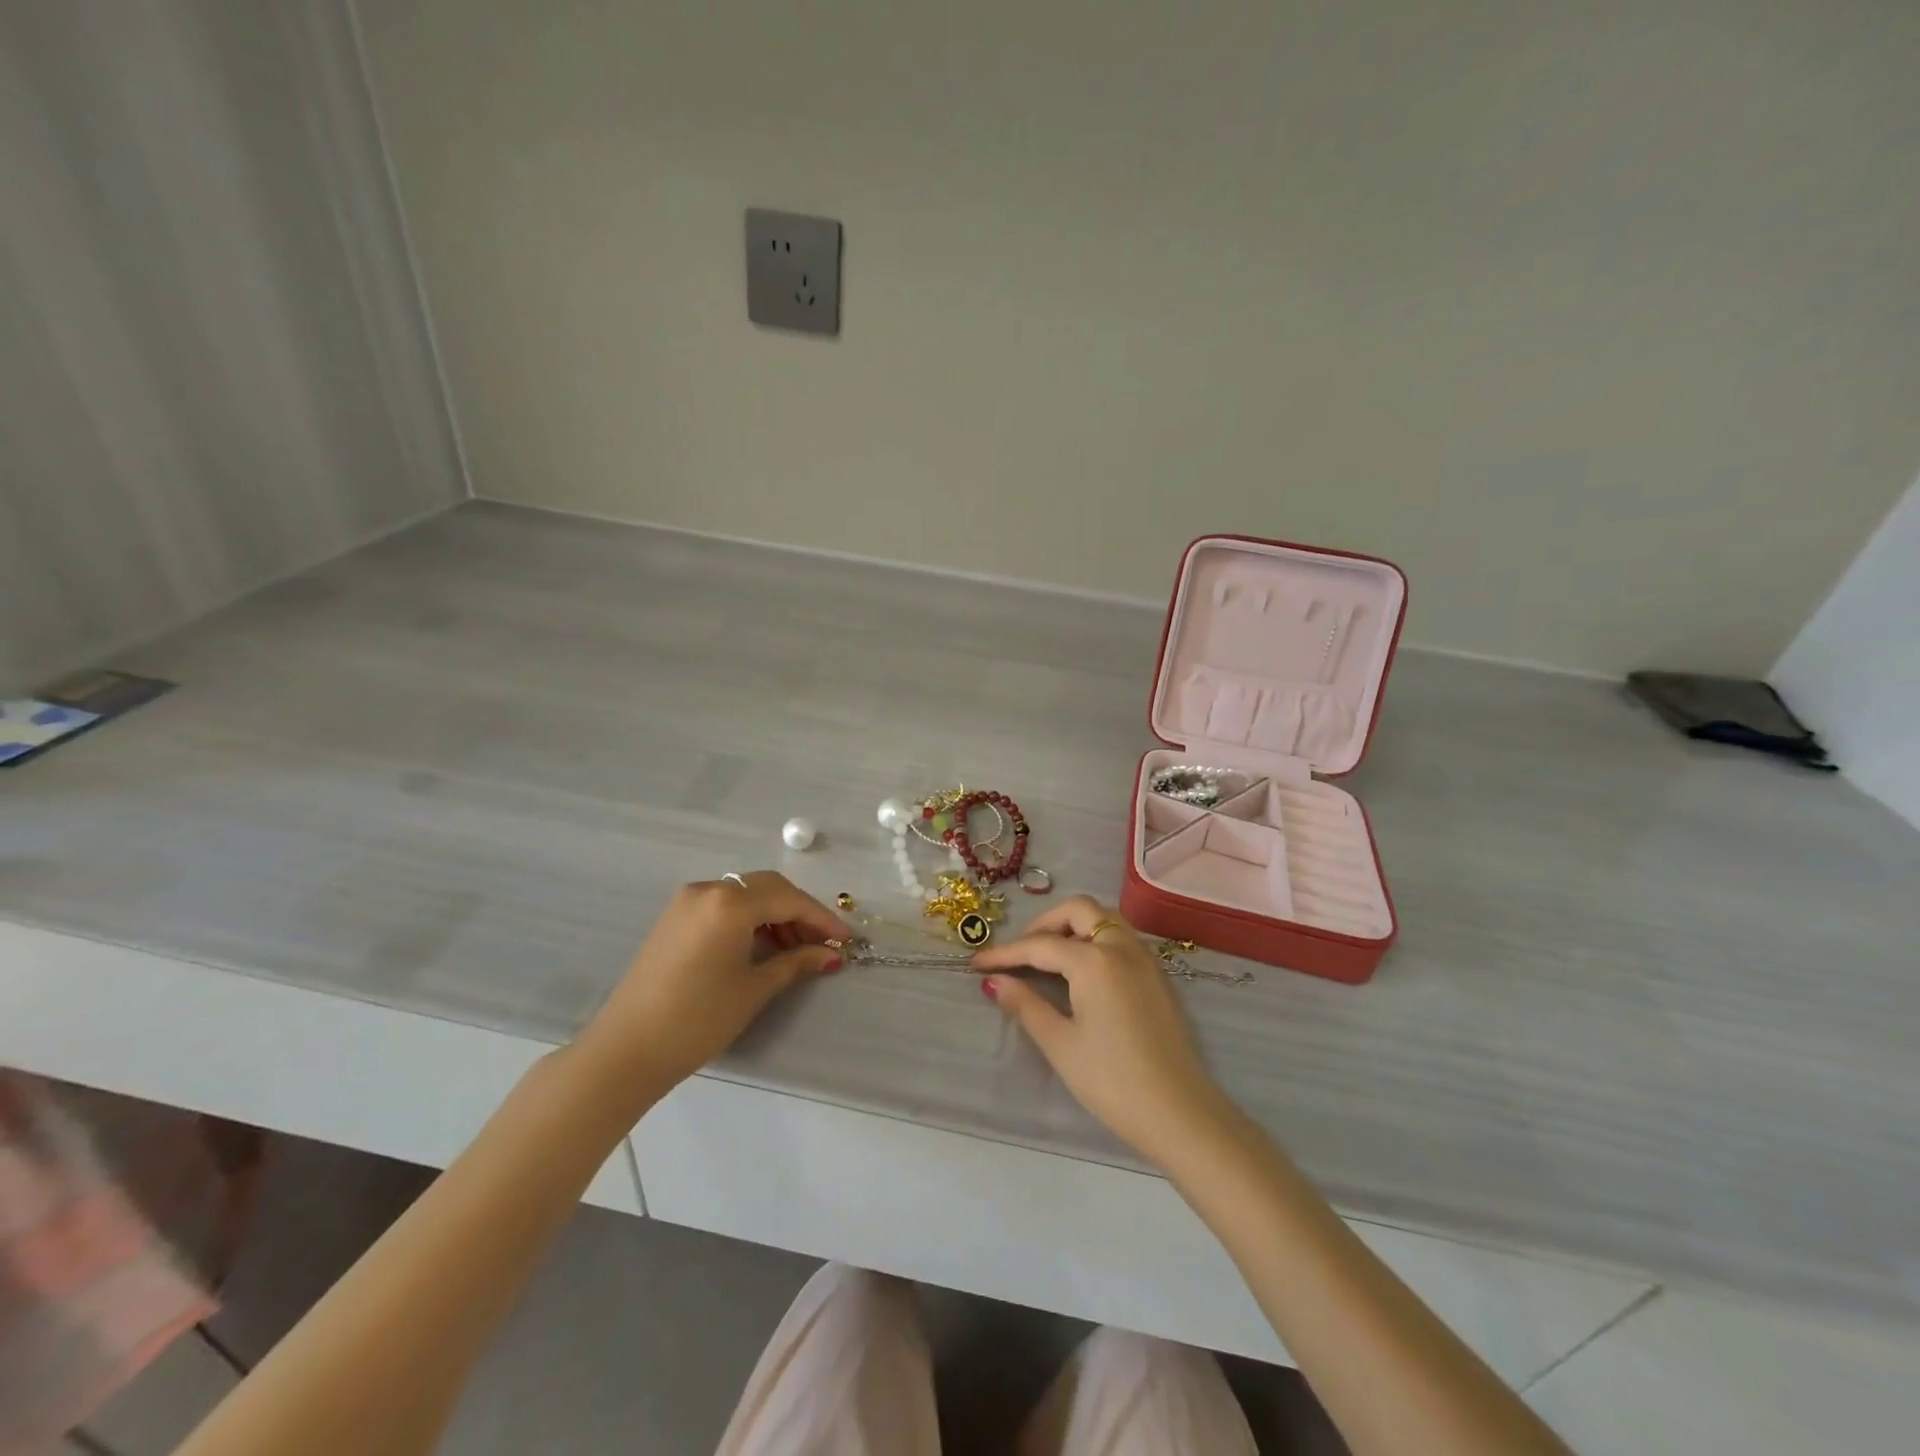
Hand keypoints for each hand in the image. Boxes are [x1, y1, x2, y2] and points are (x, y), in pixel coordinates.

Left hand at [579, 871, 850, 1100]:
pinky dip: (749, 921)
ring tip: (797, 950)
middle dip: (800, 913)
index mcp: (729, 902)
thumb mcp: (754, 989)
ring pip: (745, 896)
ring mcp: (687, 902)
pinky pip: (723, 907)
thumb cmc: (698, 1019)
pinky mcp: (674, 919)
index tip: (846, 940)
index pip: (788, 899)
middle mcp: (708, 889)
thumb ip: (797, 962)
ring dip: (775, 916)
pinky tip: (764, 947)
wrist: (626, 1050)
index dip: (821, 919)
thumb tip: (831, 955)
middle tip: (823, 944)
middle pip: (767, 889)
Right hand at [973, 896, 1239, 1169]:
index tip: (976, 963)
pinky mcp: (1158, 976)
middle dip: (1045, 924)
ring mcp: (1145, 959)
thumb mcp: (1061, 1044)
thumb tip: (995, 982)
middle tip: (1021, 952)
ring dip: (1073, 927)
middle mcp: (1122, 946)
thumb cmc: (1113, 1081)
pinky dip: (1095, 939)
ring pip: (1105, 919)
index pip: (1040, 945)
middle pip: (1079, 910)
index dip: (1005, 953)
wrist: (1180, 1113)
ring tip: (1048, 958)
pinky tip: (1081, 972)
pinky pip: (1121, 938)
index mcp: (1095, 960)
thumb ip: (1026, 1005)